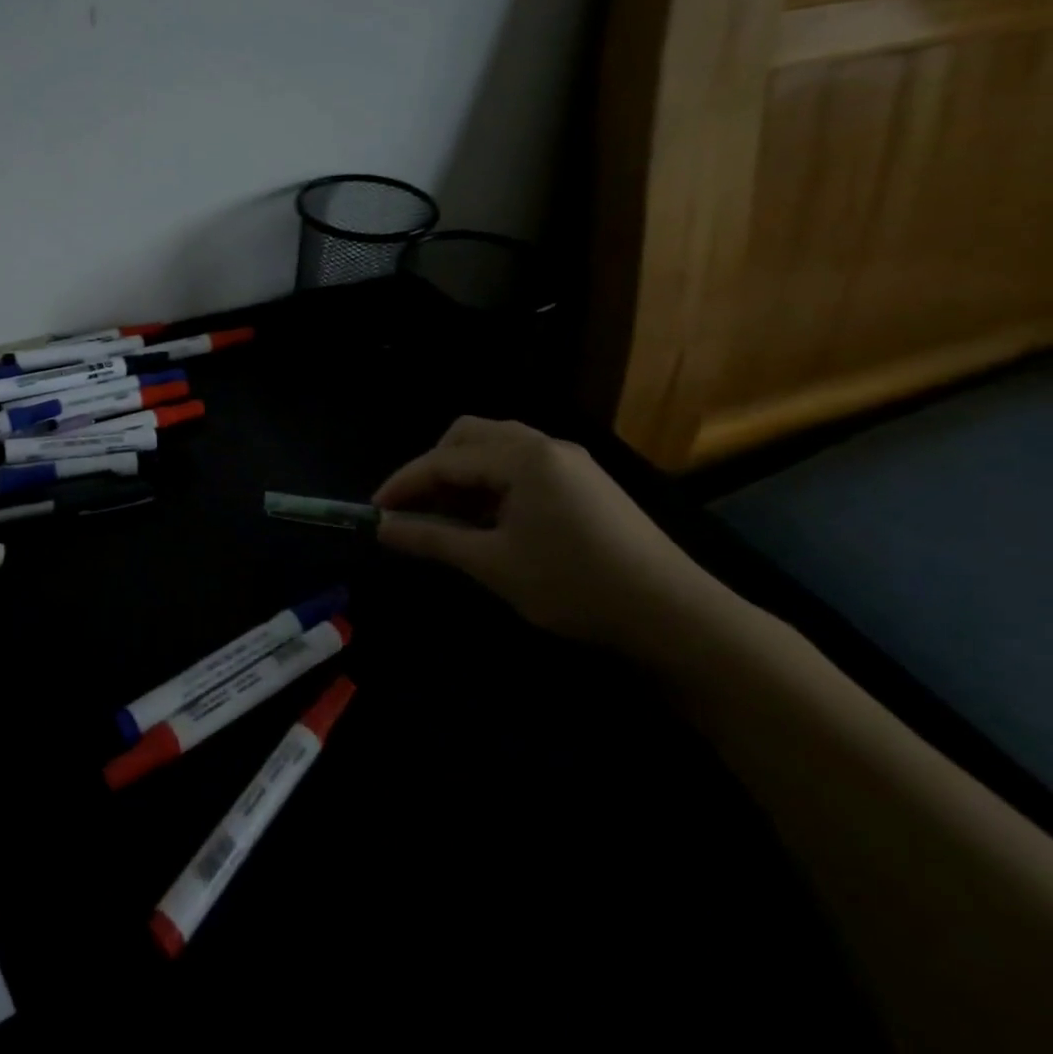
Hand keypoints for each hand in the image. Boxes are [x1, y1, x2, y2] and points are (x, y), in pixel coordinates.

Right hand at [372, 417, 730, 652]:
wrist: (677, 617)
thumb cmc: (575, 585)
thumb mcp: (493, 565)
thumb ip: (431, 540)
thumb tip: (381, 528)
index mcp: (521, 458)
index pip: (443, 460)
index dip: (403, 484)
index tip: (375, 510)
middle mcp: (544, 445)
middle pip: (468, 436)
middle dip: (433, 468)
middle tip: (416, 507)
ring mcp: (569, 461)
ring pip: (496, 446)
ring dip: (463, 473)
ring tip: (449, 515)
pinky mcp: (585, 481)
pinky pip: (521, 464)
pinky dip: (492, 482)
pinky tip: (491, 519)